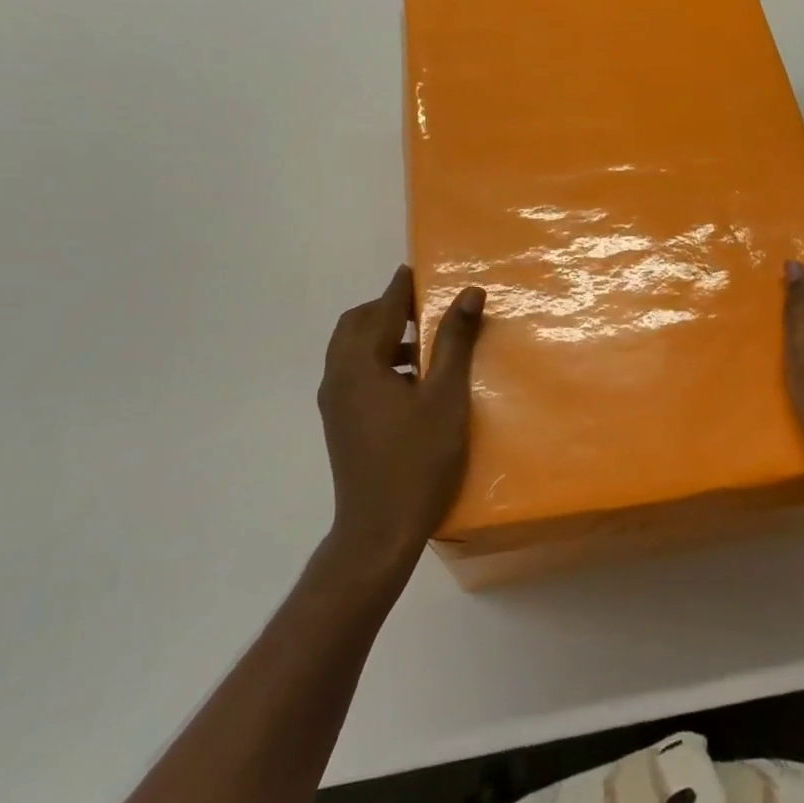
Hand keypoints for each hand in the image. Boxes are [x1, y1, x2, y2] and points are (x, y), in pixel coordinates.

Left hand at [316, 266, 485, 577]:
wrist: (378, 533)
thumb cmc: (417, 459)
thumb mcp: (445, 396)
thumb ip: (454, 341)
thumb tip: (468, 293)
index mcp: (359, 364)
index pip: (381, 308)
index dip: (401, 287)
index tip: (419, 269)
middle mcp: (338, 377)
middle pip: (355, 325)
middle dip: (387, 309)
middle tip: (424, 308)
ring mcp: (335, 403)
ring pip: (352, 351)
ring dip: (382, 337)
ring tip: (424, 345)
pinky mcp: (340, 424)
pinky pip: (354, 374)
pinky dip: (377, 362)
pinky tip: (410, 382)